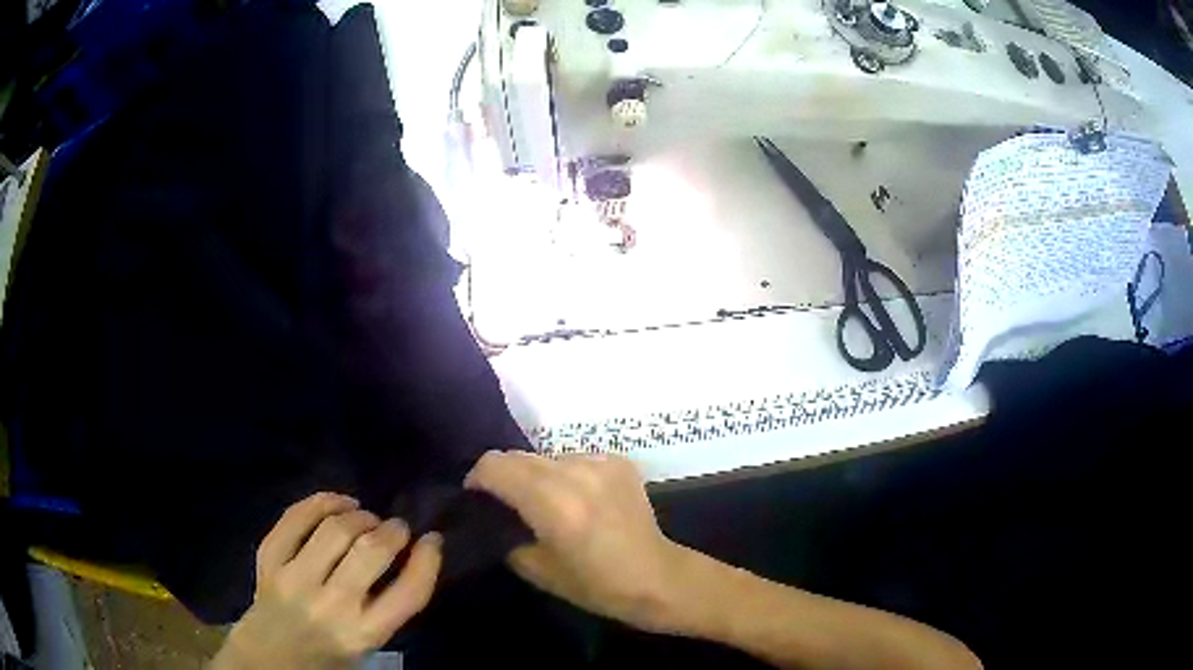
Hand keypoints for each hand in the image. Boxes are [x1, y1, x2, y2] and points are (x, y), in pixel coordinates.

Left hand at [211, 493, 441, 669]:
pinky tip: (337, 503)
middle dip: (392, 530)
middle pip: (370, 552)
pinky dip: (321, 502)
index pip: (408, 593)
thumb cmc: (327, 656)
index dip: (427, 560)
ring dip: (359, 515)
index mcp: (362, 634)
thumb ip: (387, 606)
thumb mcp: (367, 643)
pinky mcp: (269, 560)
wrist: (269, 656)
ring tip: (365, 517)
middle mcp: (330, 606)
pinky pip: (295, 518)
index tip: (432, 540)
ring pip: (333, 529)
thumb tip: (409, 553)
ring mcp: (294, 579)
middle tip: (397, 527)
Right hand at [465, 451, 689, 632]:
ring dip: (537, 475)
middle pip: (519, 456)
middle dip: (504, 475)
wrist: (656, 577)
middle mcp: (574, 472)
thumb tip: (495, 518)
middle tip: (506, 503)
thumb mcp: (537, 569)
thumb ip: (507, 536)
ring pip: (547, 456)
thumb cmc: (596, 584)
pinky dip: (567, 474)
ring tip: (547, 502)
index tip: (476, 498)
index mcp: (551, 502)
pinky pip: (576, 459)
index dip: (477, 479)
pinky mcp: (619, 462)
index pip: (495, 466)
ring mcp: (600, 463)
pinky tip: (579, 499)